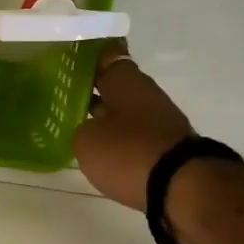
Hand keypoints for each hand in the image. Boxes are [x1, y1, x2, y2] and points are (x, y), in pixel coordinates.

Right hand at [74, 44, 195, 212]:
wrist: (181, 187)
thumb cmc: (127, 151)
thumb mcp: (86, 139)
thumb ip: (81, 127)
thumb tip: (89, 128)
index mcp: (124, 81)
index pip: (105, 56)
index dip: (86, 56)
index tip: (67, 57)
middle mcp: (144, 94)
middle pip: (114, 85)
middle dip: (91, 88)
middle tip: (61, 92)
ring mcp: (157, 121)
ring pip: (123, 110)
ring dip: (104, 115)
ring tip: (75, 122)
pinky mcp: (163, 147)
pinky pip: (132, 135)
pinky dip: (117, 138)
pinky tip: (98, 147)